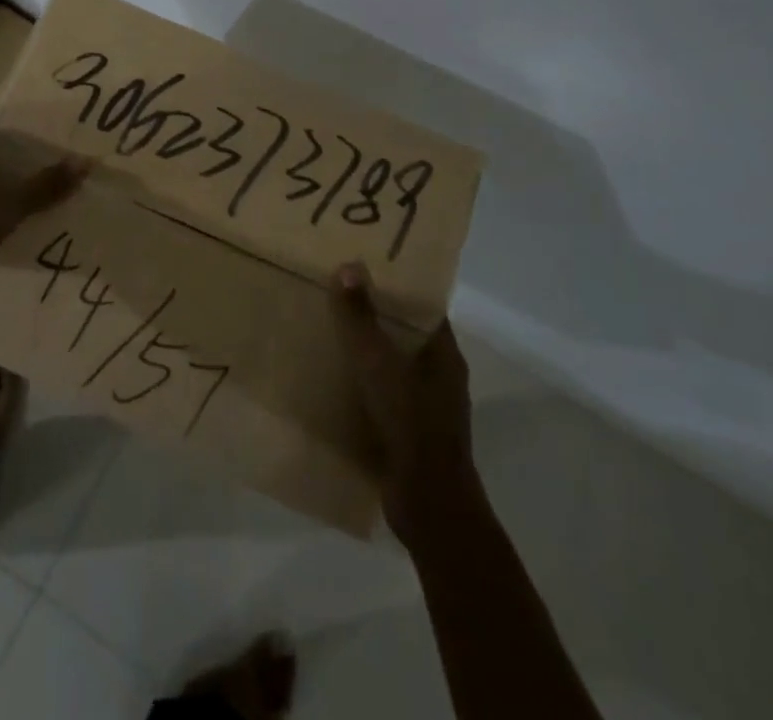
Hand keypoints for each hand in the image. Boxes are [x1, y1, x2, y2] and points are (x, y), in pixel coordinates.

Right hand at [332, 261, 482, 545]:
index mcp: (444, 355)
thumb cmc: (410, 422)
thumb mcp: (378, 363)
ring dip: (366, 355)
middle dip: (375, 318)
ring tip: (327, 334)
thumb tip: (349, 266)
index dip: (397, 288)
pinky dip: (362, 387)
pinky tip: (332, 381)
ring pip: (393, 368)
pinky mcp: (410, 436)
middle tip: (336, 296)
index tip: (365, 269)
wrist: (428, 505)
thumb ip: (361, 317)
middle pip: (406, 336)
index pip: (423, 309)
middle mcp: (440, 378)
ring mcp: (427, 410)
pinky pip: (384, 398)